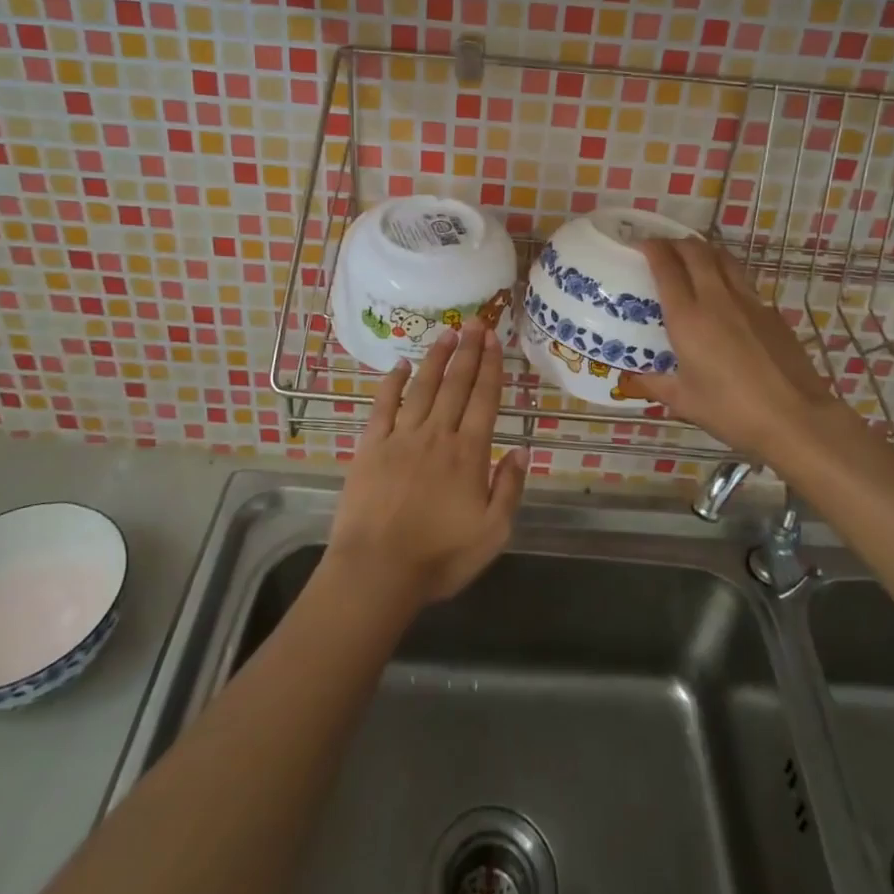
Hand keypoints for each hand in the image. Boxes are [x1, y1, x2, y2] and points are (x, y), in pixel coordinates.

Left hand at [325, 327, 528, 614]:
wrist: (376, 571)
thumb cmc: (439, 557)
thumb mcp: (492, 533)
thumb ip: (509, 488)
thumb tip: (521, 449)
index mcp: (468, 453)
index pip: (484, 399)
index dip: (490, 367)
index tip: (494, 339)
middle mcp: (437, 435)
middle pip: (456, 384)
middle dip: (468, 351)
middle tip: (475, 322)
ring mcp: (401, 437)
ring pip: (423, 387)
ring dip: (436, 358)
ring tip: (447, 333)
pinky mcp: (371, 446)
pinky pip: (384, 406)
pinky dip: (392, 383)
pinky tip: (400, 365)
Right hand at [631, 238, 841, 466]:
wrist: (796, 418)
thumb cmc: (732, 411)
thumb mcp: (684, 402)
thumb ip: (655, 384)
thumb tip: (632, 378)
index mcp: (688, 318)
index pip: (667, 267)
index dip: (652, 248)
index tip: (641, 245)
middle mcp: (717, 299)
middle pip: (696, 251)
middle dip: (677, 243)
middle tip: (664, 250)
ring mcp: (749, 302)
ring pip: (724, 259)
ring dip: (705, 252)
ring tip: (694, 261)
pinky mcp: (771, 312)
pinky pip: (743, 282)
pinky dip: (727, 276)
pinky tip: (725, 298)